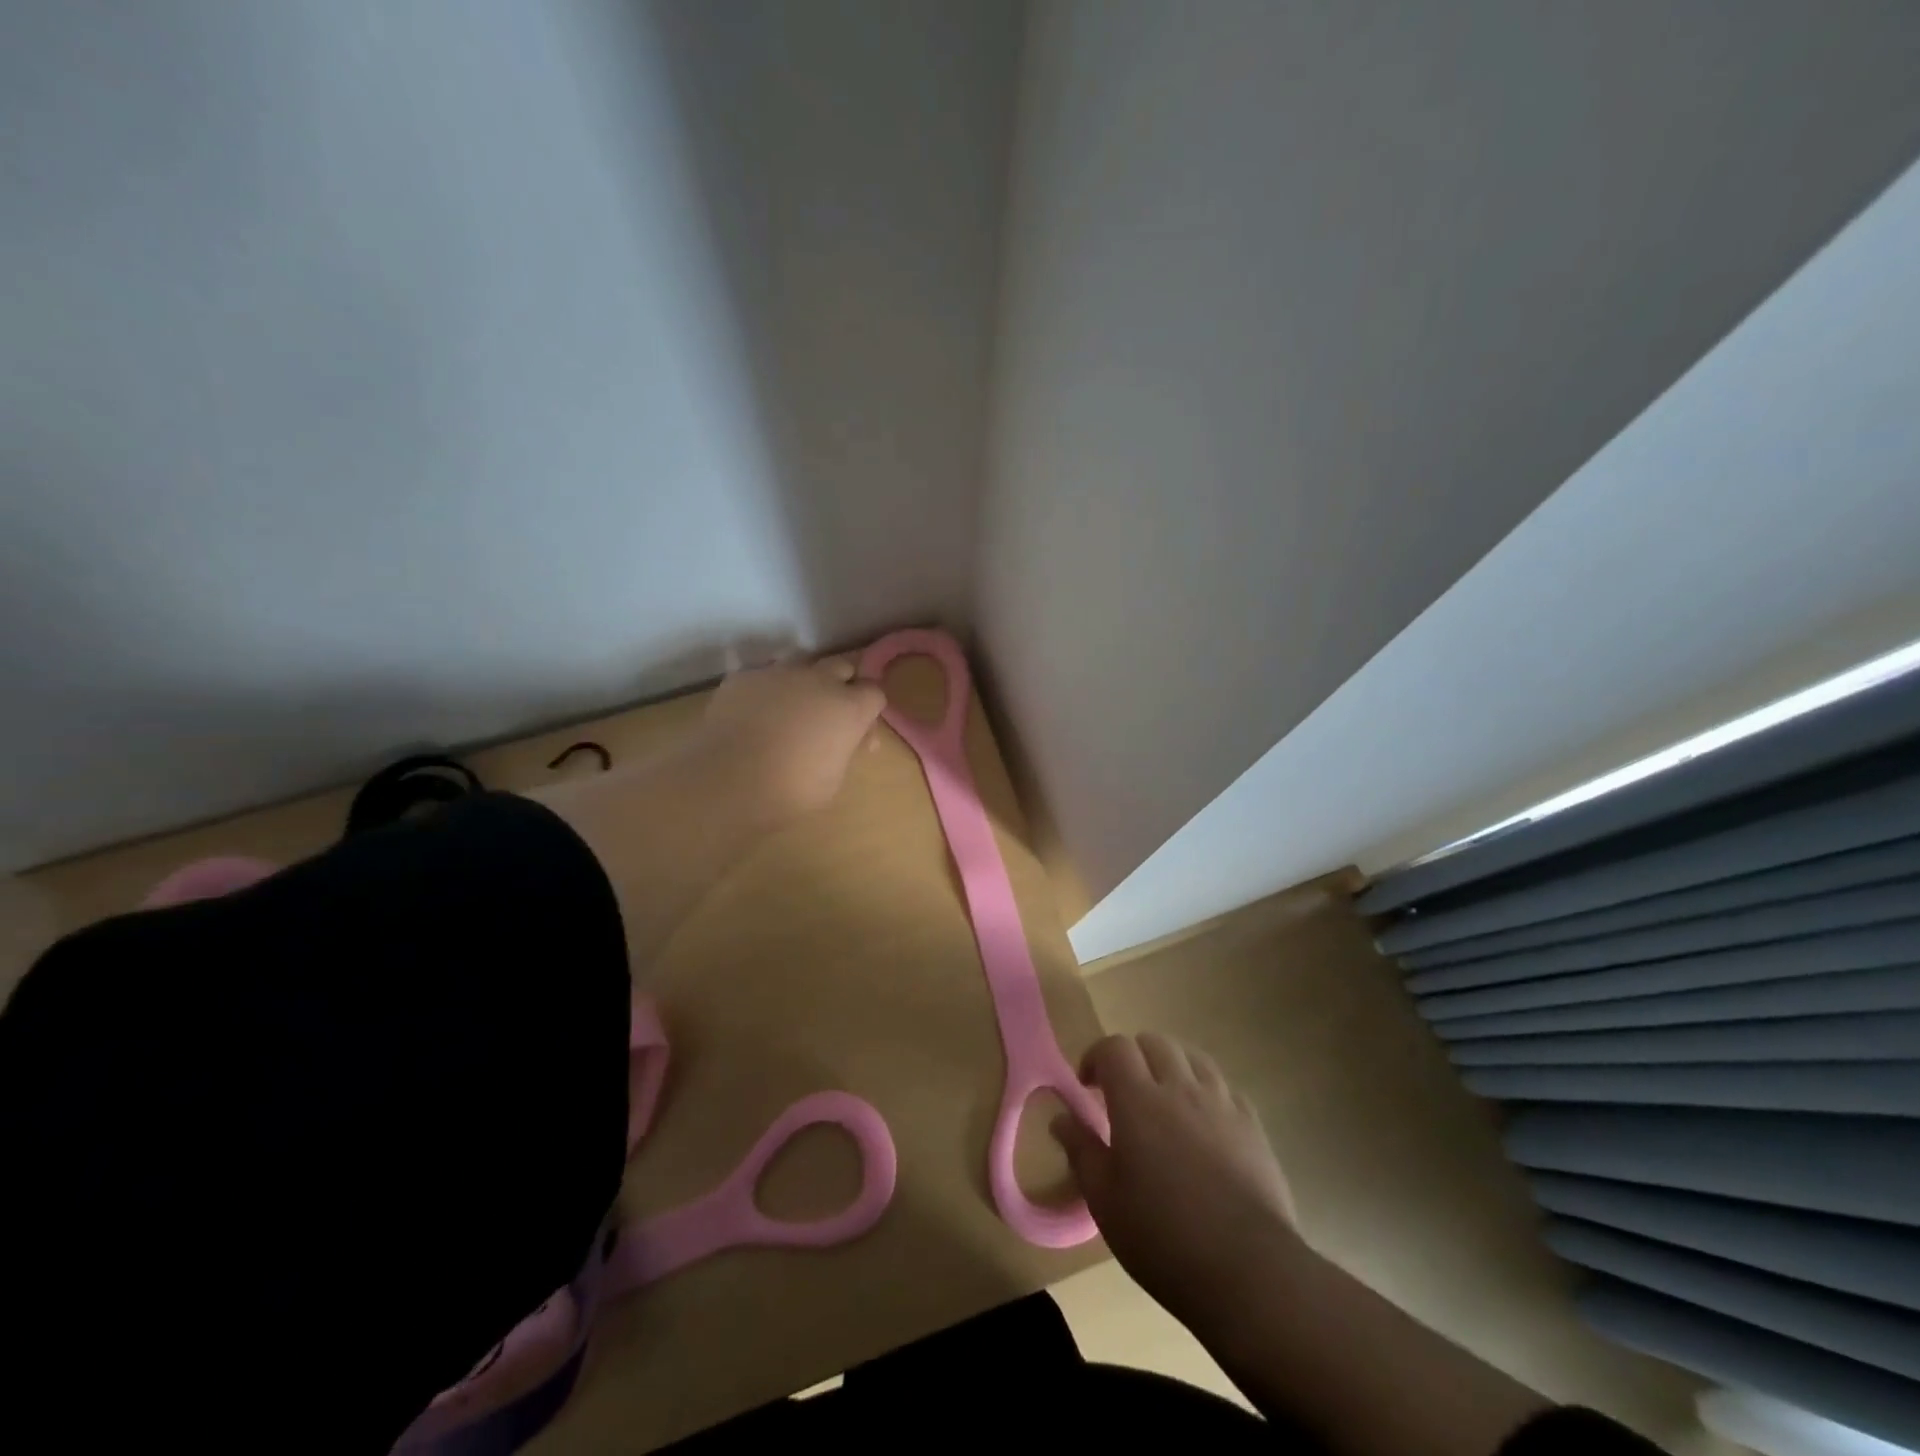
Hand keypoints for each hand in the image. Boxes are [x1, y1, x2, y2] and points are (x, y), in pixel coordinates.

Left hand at [696, 656, 886, 823]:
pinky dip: (766, 691)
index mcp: (849, 708)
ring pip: (801, 664)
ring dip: (804, 682)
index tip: (859, 733)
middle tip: (830, 714)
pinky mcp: (745, 676)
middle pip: (842, 666)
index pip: (875, 692)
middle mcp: (819, 680)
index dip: (869, 710)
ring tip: (790, 709)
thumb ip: (844, 750)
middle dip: (842, 685)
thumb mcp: (833, 779)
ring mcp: (780, 673)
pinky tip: (754, 714)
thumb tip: (843, 740)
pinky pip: (763, 676)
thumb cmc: (791, 790)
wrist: (728, 781)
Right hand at [1053, 1033, 1297, 1326]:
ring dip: (1171, 1067)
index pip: (1114, 1047)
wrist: (1248, 1271)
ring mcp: (1221, 1103)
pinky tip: (1203, 1122)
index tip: (1088, 1086)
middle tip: (1124, 1093)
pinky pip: (1225, 1087)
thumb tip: (1060, 1117)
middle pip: (1154, 1042)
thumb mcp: (1104, 1200)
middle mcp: (1180, 1088)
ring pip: (1193, 1057)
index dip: (1096, 1057)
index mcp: (1138, 1099)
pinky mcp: (1252, 1125)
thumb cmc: (1162, 1237)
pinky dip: (1206, 1091)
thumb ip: (1081, 1150)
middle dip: (1133, 1057)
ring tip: (1164, 1100)